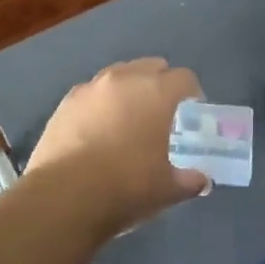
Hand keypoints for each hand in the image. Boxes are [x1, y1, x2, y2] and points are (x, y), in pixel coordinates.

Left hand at [27, 58, 209, 232]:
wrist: (64, 197)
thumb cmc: (125, 187)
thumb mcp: (167, 189)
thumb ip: (189, 180)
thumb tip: (200, 180)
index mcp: (155, 93)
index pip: (184, 78)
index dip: (192, 93)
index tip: (192, 112)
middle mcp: (123, 80)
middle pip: (150, 67)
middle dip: (160, 84)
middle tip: (162, 113)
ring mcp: (90, 88)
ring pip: (118, 75)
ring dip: (129, 90)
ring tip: (128, 119)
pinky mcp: (65, 103)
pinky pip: (91, 93)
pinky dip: (100, 104)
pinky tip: (98, 130)